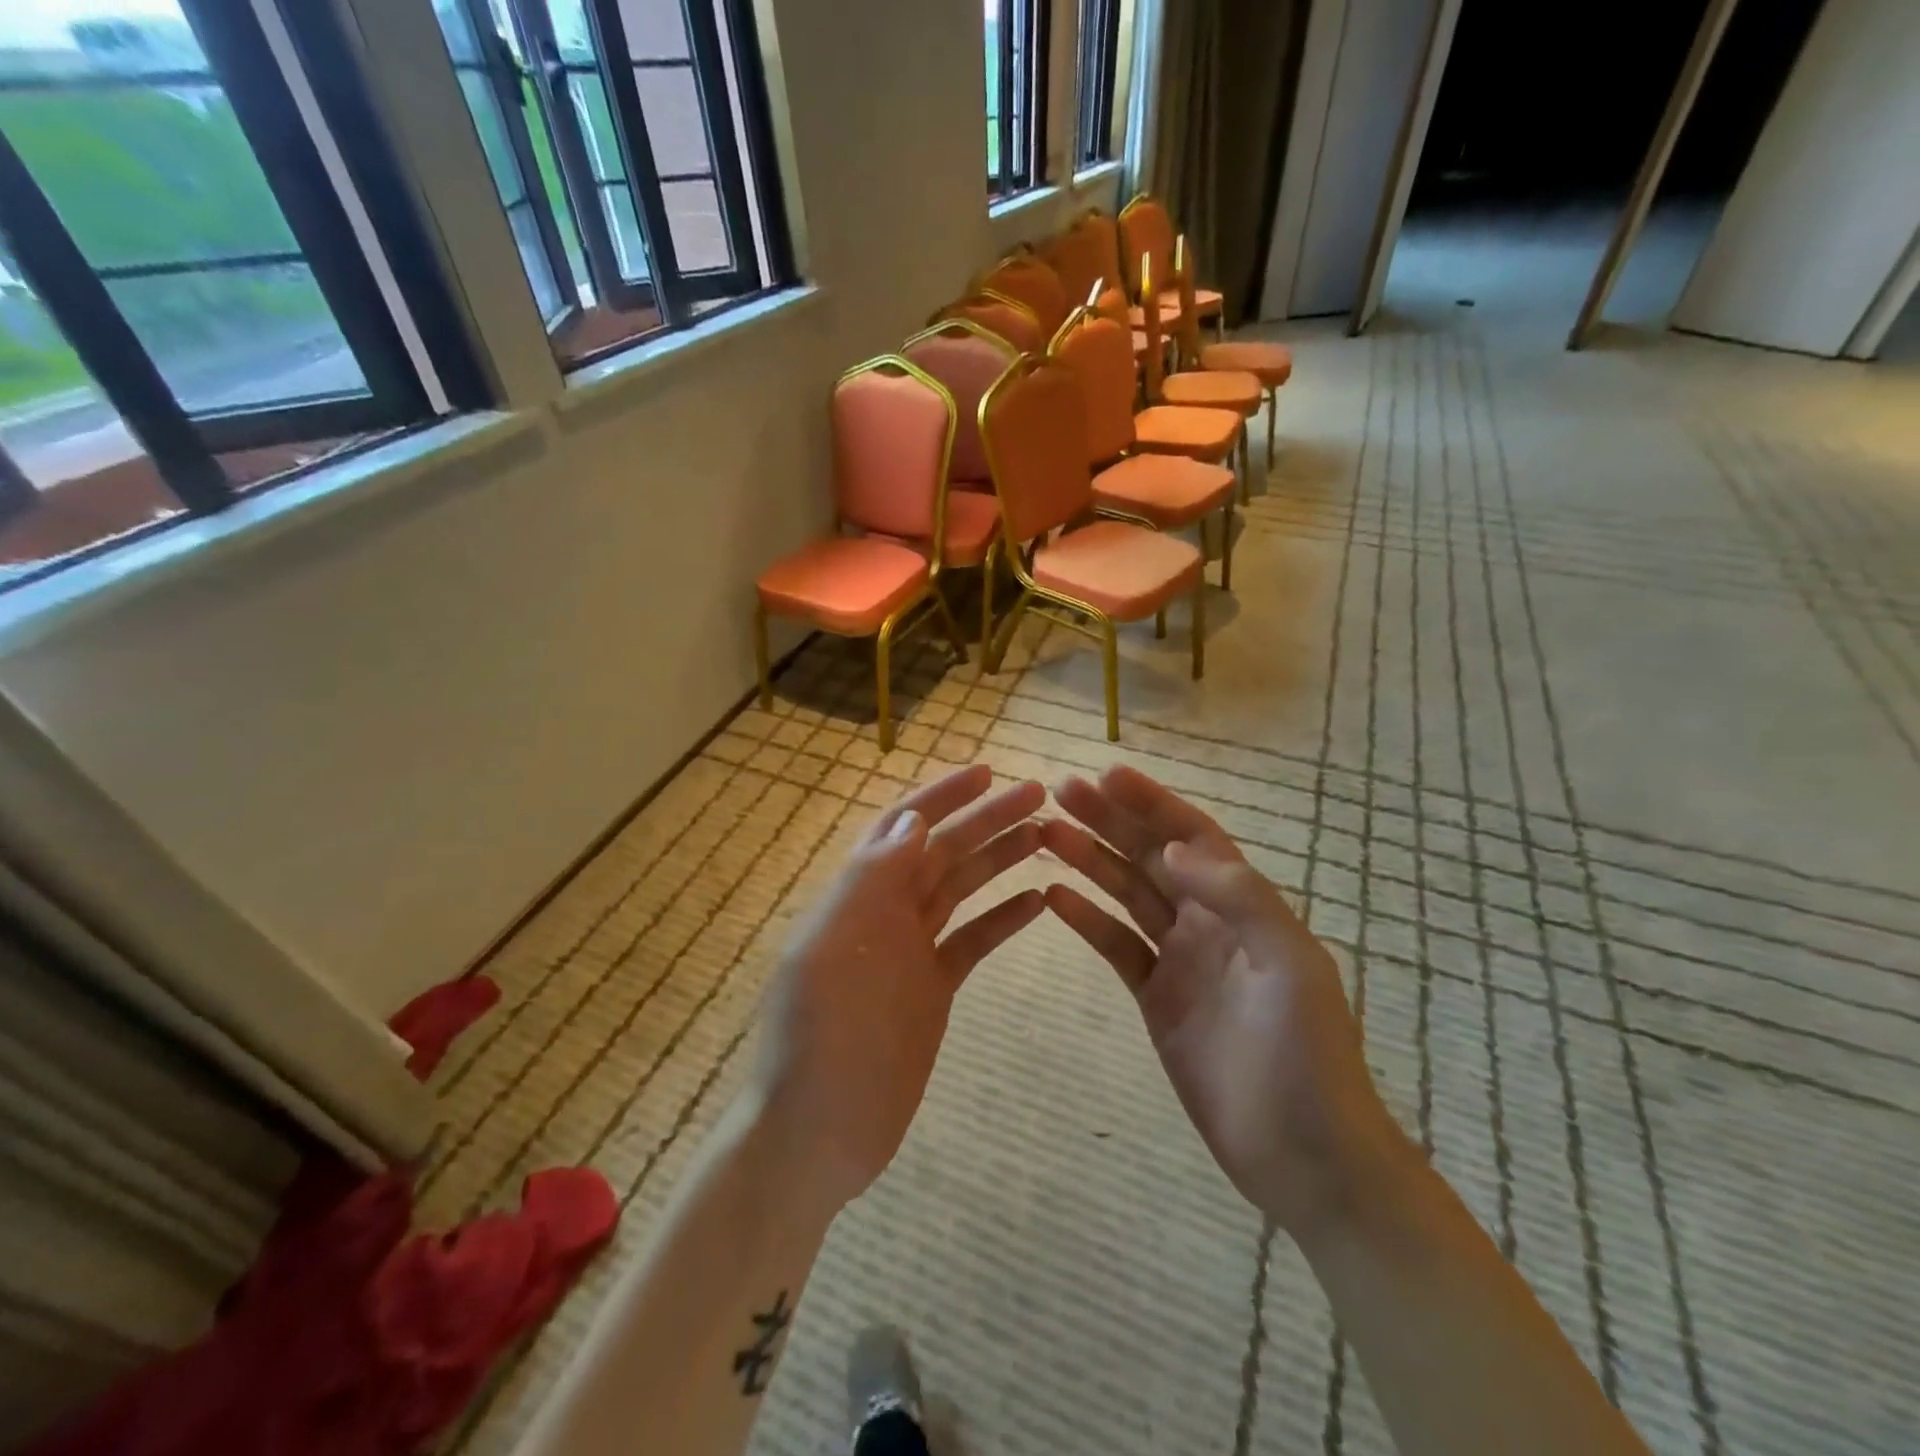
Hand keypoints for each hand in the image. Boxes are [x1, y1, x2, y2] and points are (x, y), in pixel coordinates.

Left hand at [751, 765, 1045, 1218]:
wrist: (818, 1131)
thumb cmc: (821, 1036)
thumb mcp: (835, 947)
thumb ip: (872, 879)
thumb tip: (913, 819)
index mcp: (857, 895)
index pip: (903, 826)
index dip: (942, 796)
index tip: (987, 772)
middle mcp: (885, 912)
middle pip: (942, 851)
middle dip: (985, 819)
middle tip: (1037, 795)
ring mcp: (911, 951)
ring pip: (961, 888)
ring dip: (999, 859)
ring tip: (1045, 835)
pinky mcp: (932, 988)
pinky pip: (972, 941)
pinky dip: (1003, 919)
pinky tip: (1038, 901)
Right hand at [1041, 766, 1409, 1233]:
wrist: (1304, 1155)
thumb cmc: (1307, 1055)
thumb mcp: (1290, 965)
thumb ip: (1239, 898)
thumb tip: (1174, 849)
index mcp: (1244, 905)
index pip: (1192, 836)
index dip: (1151, 802)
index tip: (1106, 775)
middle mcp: (1208, 920)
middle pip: (1151, 856)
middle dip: (1109, 820)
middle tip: (1060, 791)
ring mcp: (1179, 958)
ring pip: (1126, 894)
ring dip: (1089, 860)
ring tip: (1046, 833)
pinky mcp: (1155, 996)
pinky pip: (1115, 946)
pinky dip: (1086, 919)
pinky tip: (1053, 896)